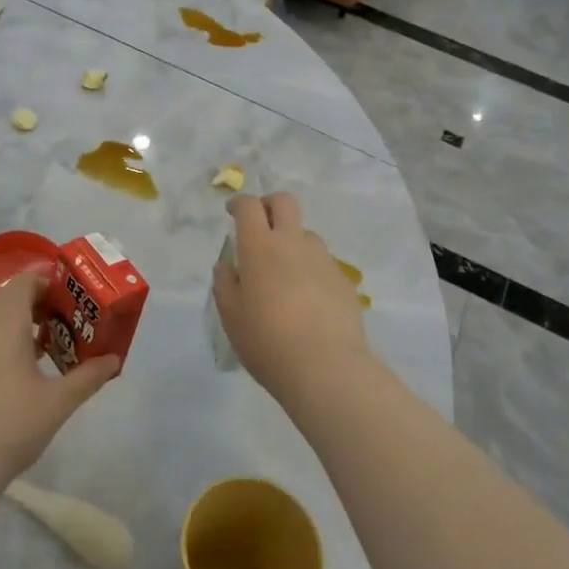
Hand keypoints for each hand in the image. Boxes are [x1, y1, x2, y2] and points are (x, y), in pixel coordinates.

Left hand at [0, 271, 117, 497]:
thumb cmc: (10, 427)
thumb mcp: (58, 402)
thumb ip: (89, 376)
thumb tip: (113, 360)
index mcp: (2, 320)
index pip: (27, 281)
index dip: (52, 285)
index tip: (74, 305)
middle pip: (9, 297)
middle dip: (38, 306)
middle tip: (65, 328)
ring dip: (17, 324)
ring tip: (42, 351)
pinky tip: (12, 374)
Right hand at [213, 192, 371, 397]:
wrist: (326, 367)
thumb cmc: (267, 341)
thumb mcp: (231, 316)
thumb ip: (225, 283)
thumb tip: (228, 264)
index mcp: (260, 247)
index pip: (249, 207)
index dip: (239, 203)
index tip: (232, 212)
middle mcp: (293, 243)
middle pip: (284, 202)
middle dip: (269, 205)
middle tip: (260, 225)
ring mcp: (322, 259)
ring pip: (306, 233)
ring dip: (292, 240)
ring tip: (284, 272)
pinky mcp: (343, 279)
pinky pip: (322, 262)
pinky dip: (310, 269)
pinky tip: (307, 299)